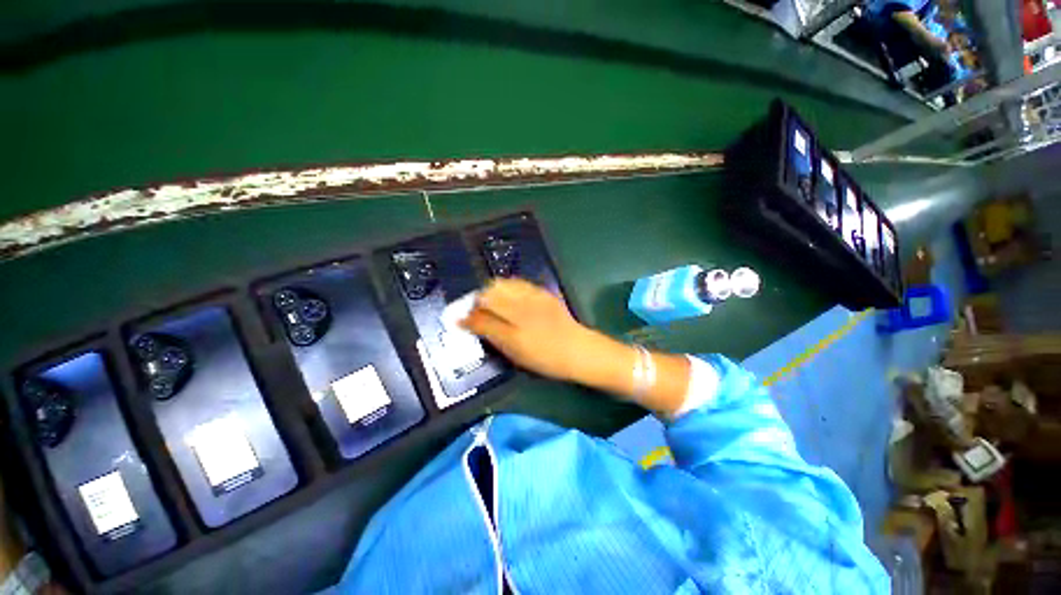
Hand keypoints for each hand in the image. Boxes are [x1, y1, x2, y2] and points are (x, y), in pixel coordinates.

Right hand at [460, 279, 587, 380]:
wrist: (577, 349)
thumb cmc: (545, 358)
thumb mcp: (515, 354)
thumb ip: (492, 336)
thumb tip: (470, 324)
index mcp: (515, 332)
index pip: (482, 318)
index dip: (467, 318)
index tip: (460, 320)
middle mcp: (523, 311)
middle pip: (490, 296)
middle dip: (477, 301)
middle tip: (476, 311)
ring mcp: (534, 299)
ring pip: (502, 285)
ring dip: (491, 291)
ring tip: (491, 302)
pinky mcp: (542, 293)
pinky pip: (518, 283)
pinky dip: (507, 287)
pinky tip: (508, 296)